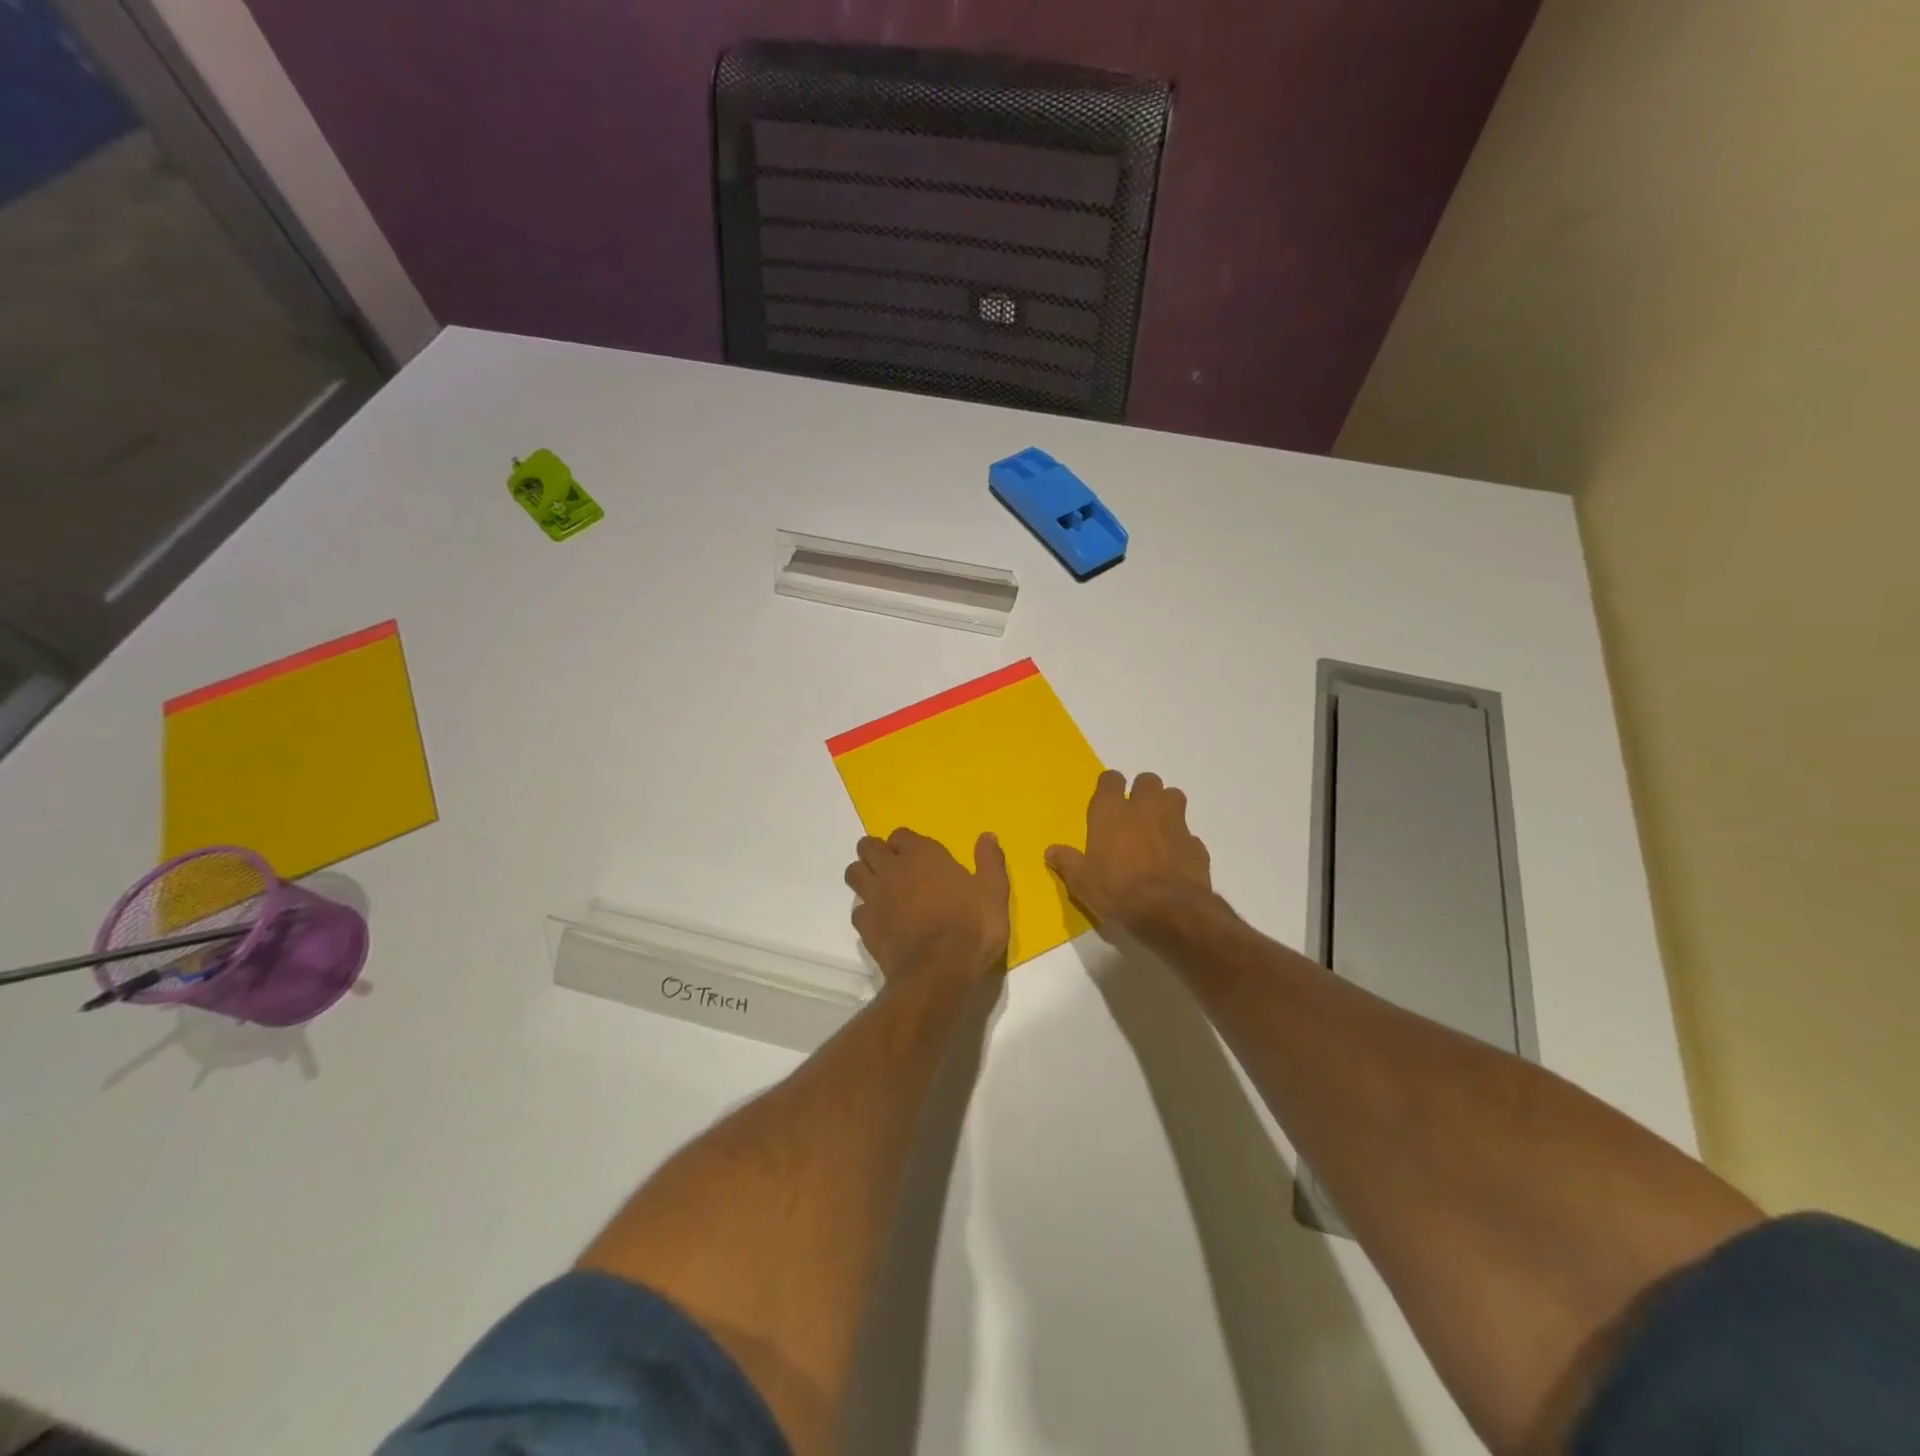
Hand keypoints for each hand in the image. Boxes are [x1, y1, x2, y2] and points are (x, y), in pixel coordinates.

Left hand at [845, 828, 1010, 985]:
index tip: (917, 855)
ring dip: (863, 875)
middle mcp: (892, 869)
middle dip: (876, 852)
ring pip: (854, 873)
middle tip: (892, 866)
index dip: (906, 844)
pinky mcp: (865, 926)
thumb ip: (990, 861)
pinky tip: (880, 921)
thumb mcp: (993, 892)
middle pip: (869, 848)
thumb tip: (988, 836)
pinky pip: (857, 910)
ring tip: (879, 887)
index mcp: (922, 855)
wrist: (940, 972)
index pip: (901, 834)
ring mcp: (875, 897)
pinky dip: (865, 912)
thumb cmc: (972, 926)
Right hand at [1047, 770, 1212, 929]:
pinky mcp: (1196, 844)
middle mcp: (1144, 808)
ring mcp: (1174, 823)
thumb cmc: (1116, 890)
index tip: (1107, 798)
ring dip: (1166, 806)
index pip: (1110, 779)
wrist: (1167, 910)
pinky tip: (1175, 858)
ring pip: (1174, 796)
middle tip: (1135, 812)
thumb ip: (1067, 862)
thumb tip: (1051, 851)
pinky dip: (1182, 841)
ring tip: (1158, 827)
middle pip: (1147, 781)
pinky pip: (1189, 833)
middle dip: (1142, 791)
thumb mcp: (1081, 881)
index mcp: (1111, 811)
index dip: (1110, 786)